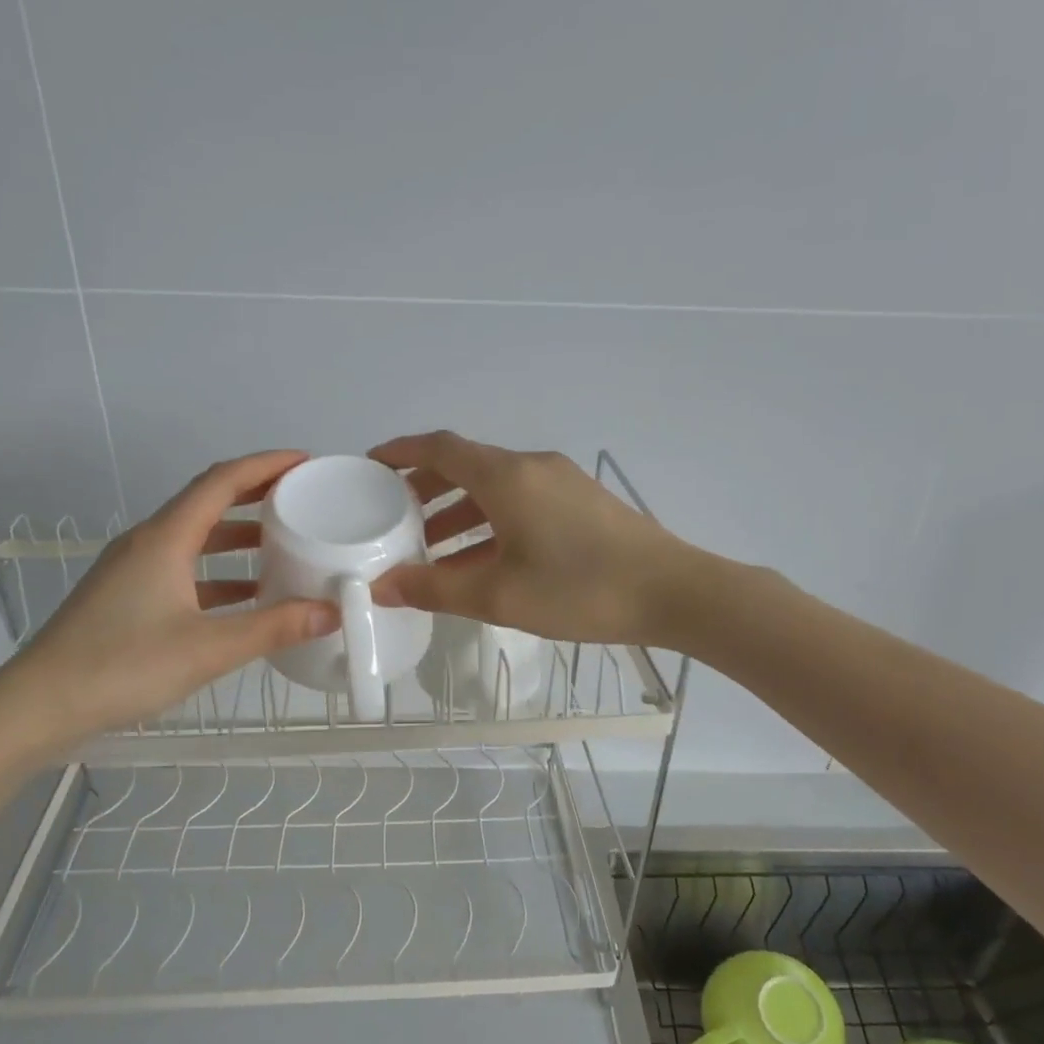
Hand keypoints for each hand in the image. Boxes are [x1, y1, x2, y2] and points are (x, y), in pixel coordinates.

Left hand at [2, 451, 338, 746]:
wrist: (40, 706)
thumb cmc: (124, 667)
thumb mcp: (209, 648)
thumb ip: (274, 628)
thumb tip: (331, 612)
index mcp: (165, 539)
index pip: (221, 482)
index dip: (265, 465)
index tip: (305, 462)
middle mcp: (147, 543)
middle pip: (207, 502)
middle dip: (255, 494)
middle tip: (301, 497)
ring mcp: (133, 570)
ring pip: (194, 537)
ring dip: (237, 535)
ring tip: (282, 543)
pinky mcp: (127, 597)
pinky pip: (182, 568)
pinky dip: (218, 572)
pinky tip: (245, 596)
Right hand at [366, 431, 697, 644]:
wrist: (673, 592)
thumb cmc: (580, 590)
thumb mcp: (499, 595)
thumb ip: (435, 590)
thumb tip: (381, 587)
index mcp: (507, 477)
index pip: (440, 448)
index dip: (401, 452)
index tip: (371, 465)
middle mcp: (532, 467)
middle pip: (467, 465)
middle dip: (426, 487)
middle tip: (394, 515)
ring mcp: (562, 482)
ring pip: (495, 486)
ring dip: (459, 510)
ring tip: (432, 547)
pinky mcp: (583, 503)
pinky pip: (522, 501)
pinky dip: (491, 521)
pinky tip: (484, 558)